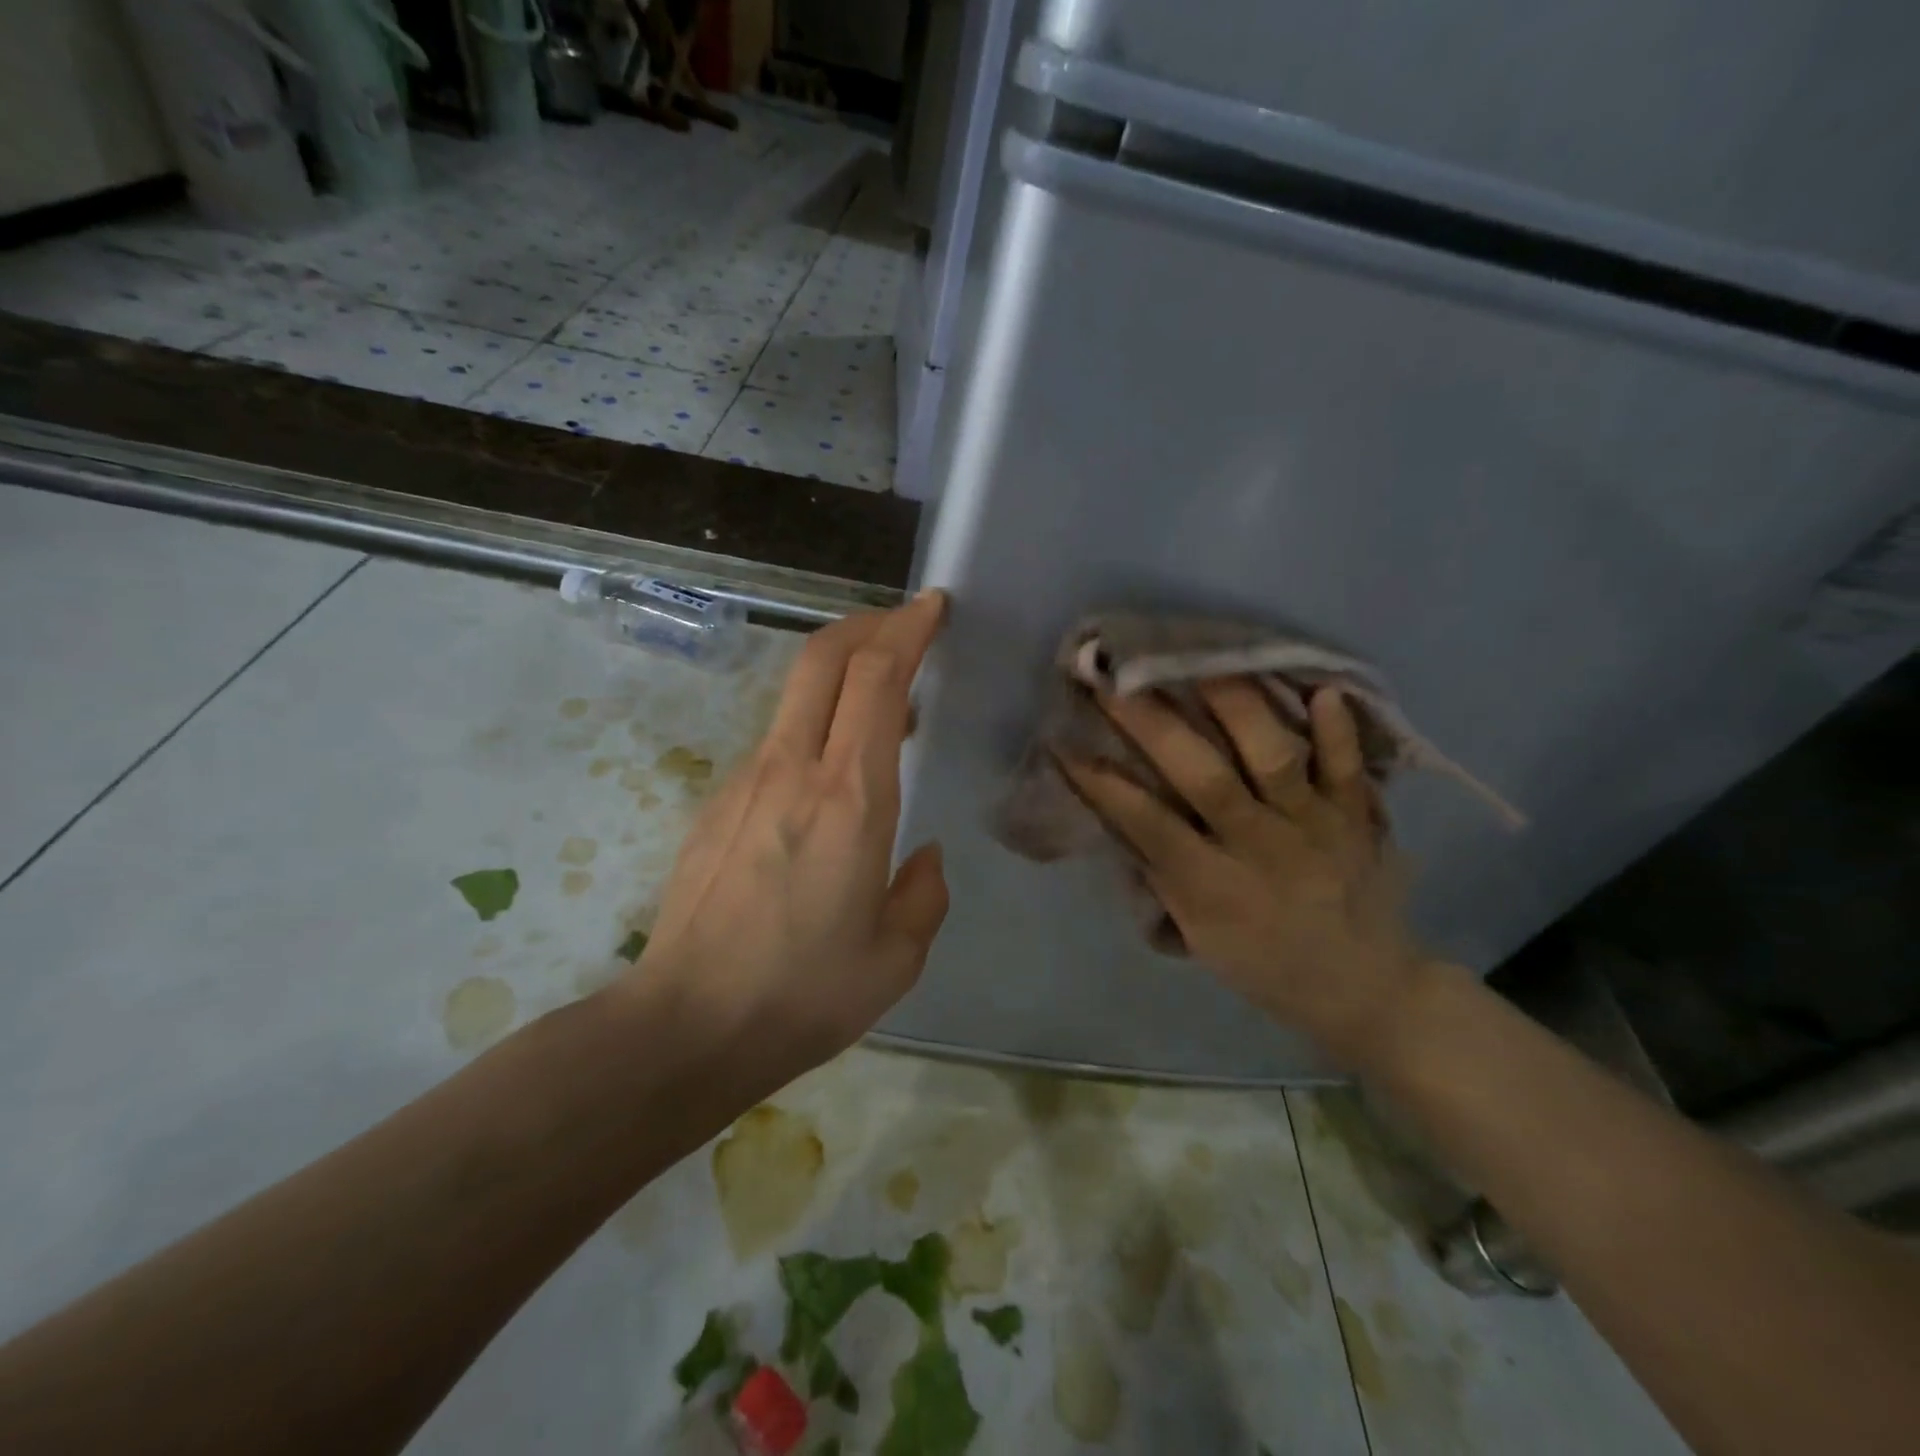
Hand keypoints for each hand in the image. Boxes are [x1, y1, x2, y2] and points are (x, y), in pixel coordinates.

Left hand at [627, 592, 950, 1076]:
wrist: (685, 1027)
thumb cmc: (803, 994)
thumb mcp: (895, 957)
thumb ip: (923, 894)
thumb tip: (923, 856)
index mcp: (851, 800)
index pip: (876, 678)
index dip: (906, 629)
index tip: (932, 607)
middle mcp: (793, 770)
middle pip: (823, 657)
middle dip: (868, 624)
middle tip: (906, 626)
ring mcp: (746, 781)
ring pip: (796, 694)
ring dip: (842, 674)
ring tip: (884, 707)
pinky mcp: (717, 803)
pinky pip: (777, 740)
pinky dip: (816, 725)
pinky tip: (832, 776)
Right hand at [1061, 681, 1421, 1065]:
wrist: (1367, 990)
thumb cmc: (1265, 965)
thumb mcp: (1200, 935)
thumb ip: (1163, 872)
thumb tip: (1122, 810)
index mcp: (1216, 888)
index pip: (1150, 826)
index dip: (1105, 785)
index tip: (1067, 743)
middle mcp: (1264, 849)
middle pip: (1207, 779)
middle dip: (1155, 727)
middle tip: (1117, 680)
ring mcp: (1317, 828)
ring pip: (1275, 758)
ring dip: (1237, 706)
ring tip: (1199, 659)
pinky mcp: (1358, 817)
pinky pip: (1351, 768)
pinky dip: (1339, 731)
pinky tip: (1321, 689)